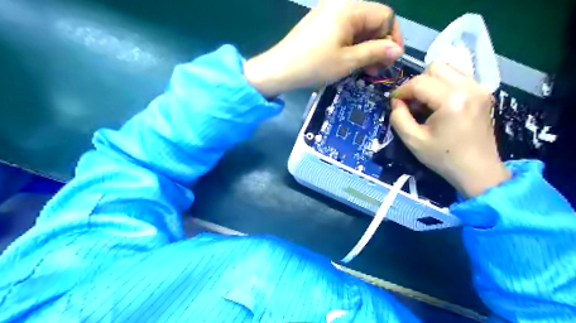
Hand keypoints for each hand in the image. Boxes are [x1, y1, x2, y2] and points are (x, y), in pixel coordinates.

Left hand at [245, 0, 401, 97]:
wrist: (279, 69)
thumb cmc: (314, 65)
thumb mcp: (348, 60)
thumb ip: (375, 52)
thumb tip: (398, 50)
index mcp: (349, 7)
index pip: (385, 16)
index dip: (392, 38)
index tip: (390, 61)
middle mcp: (340, 3)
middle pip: (372, 21)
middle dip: (379, 45)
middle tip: (376, 70)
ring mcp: (329, 12)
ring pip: (359, 28)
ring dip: (366, 48)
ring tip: (364, 70)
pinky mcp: (321, 23)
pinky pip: (345, 31)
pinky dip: (352, 46)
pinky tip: (351, 62)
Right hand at [392, 62, 506, 197]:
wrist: (477, 170)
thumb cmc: (443, 158)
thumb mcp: (412, 141)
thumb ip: (398, 118)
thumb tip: (396, 102)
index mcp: (451, 101)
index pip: (419, 82)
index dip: (401, 91)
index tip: (394, 103)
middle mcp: (469, 88)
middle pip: (435, 68)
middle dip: (416, 83)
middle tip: (411, 103)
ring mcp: (479, 88)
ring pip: (448, 69)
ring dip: (430, 82)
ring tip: (425, 102)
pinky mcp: (483, 93)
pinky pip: (458, 77)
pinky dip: (443, 85)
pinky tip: (439, 103)